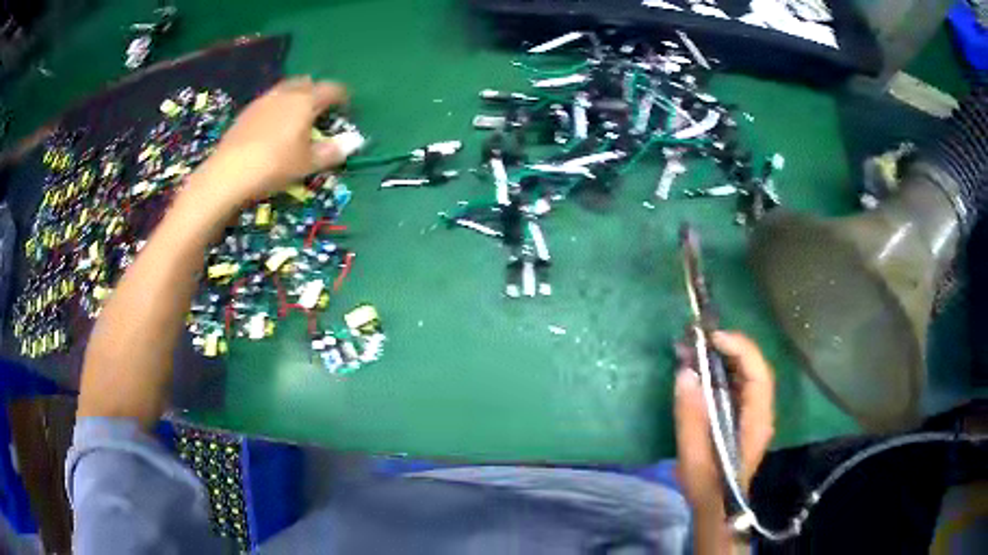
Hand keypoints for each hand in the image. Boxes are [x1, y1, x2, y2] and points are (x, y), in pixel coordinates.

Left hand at [191, 77, 350, 207]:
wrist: (228, 173)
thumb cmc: (275, 165)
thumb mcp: (308, 163)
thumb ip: (332, 151)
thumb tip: (354, 142)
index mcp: (306, 101)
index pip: (332, 89)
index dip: (343, 97)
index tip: (346, 109)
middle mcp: (285, 93)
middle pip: (307, 83)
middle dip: (317, 93)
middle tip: (320, 111)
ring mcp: (263, 100)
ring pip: (285, 90)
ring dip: (295, 98)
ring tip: (296, 119)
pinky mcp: (245, 113)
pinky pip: (268, 102)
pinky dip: (276, 108)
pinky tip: (272, 128)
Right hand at [674, 331, 774, 515]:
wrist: (717, 507)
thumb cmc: (708, 486)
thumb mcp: (694, 456)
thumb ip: (691, 417)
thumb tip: (685, 373)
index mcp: (756, 421)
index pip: (758, 374)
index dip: (740, 349)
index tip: (713, 339)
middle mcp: (761, 411)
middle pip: (754, 368)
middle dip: (730, 347)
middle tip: (699, 339)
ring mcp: (753, 413)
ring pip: (745, 374)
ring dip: (724, 357)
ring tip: (696, 349)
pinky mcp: (742, 416)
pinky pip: (736, 385)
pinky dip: (720, 371)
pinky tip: (701, 369)